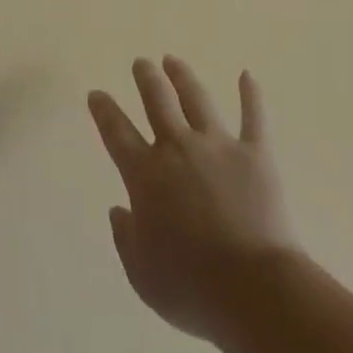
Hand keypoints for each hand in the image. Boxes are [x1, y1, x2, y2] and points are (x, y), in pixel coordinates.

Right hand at [89, 57, 297, 345]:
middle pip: (157, 100)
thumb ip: (125, 239)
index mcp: (145, 175)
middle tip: (141, 63)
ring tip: (173, 61)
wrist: (255, 291)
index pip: (116, 131)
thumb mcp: (142, 275)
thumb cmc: (192, 289)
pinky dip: (251, 95)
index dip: (103, 110)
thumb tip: (119, 210)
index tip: (96, 94)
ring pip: (196, 99)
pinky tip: (247, 75)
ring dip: (183, 77)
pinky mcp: (256, 155)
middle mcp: (177, 148)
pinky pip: (253, 118)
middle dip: (146, 77)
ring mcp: (218, 147)